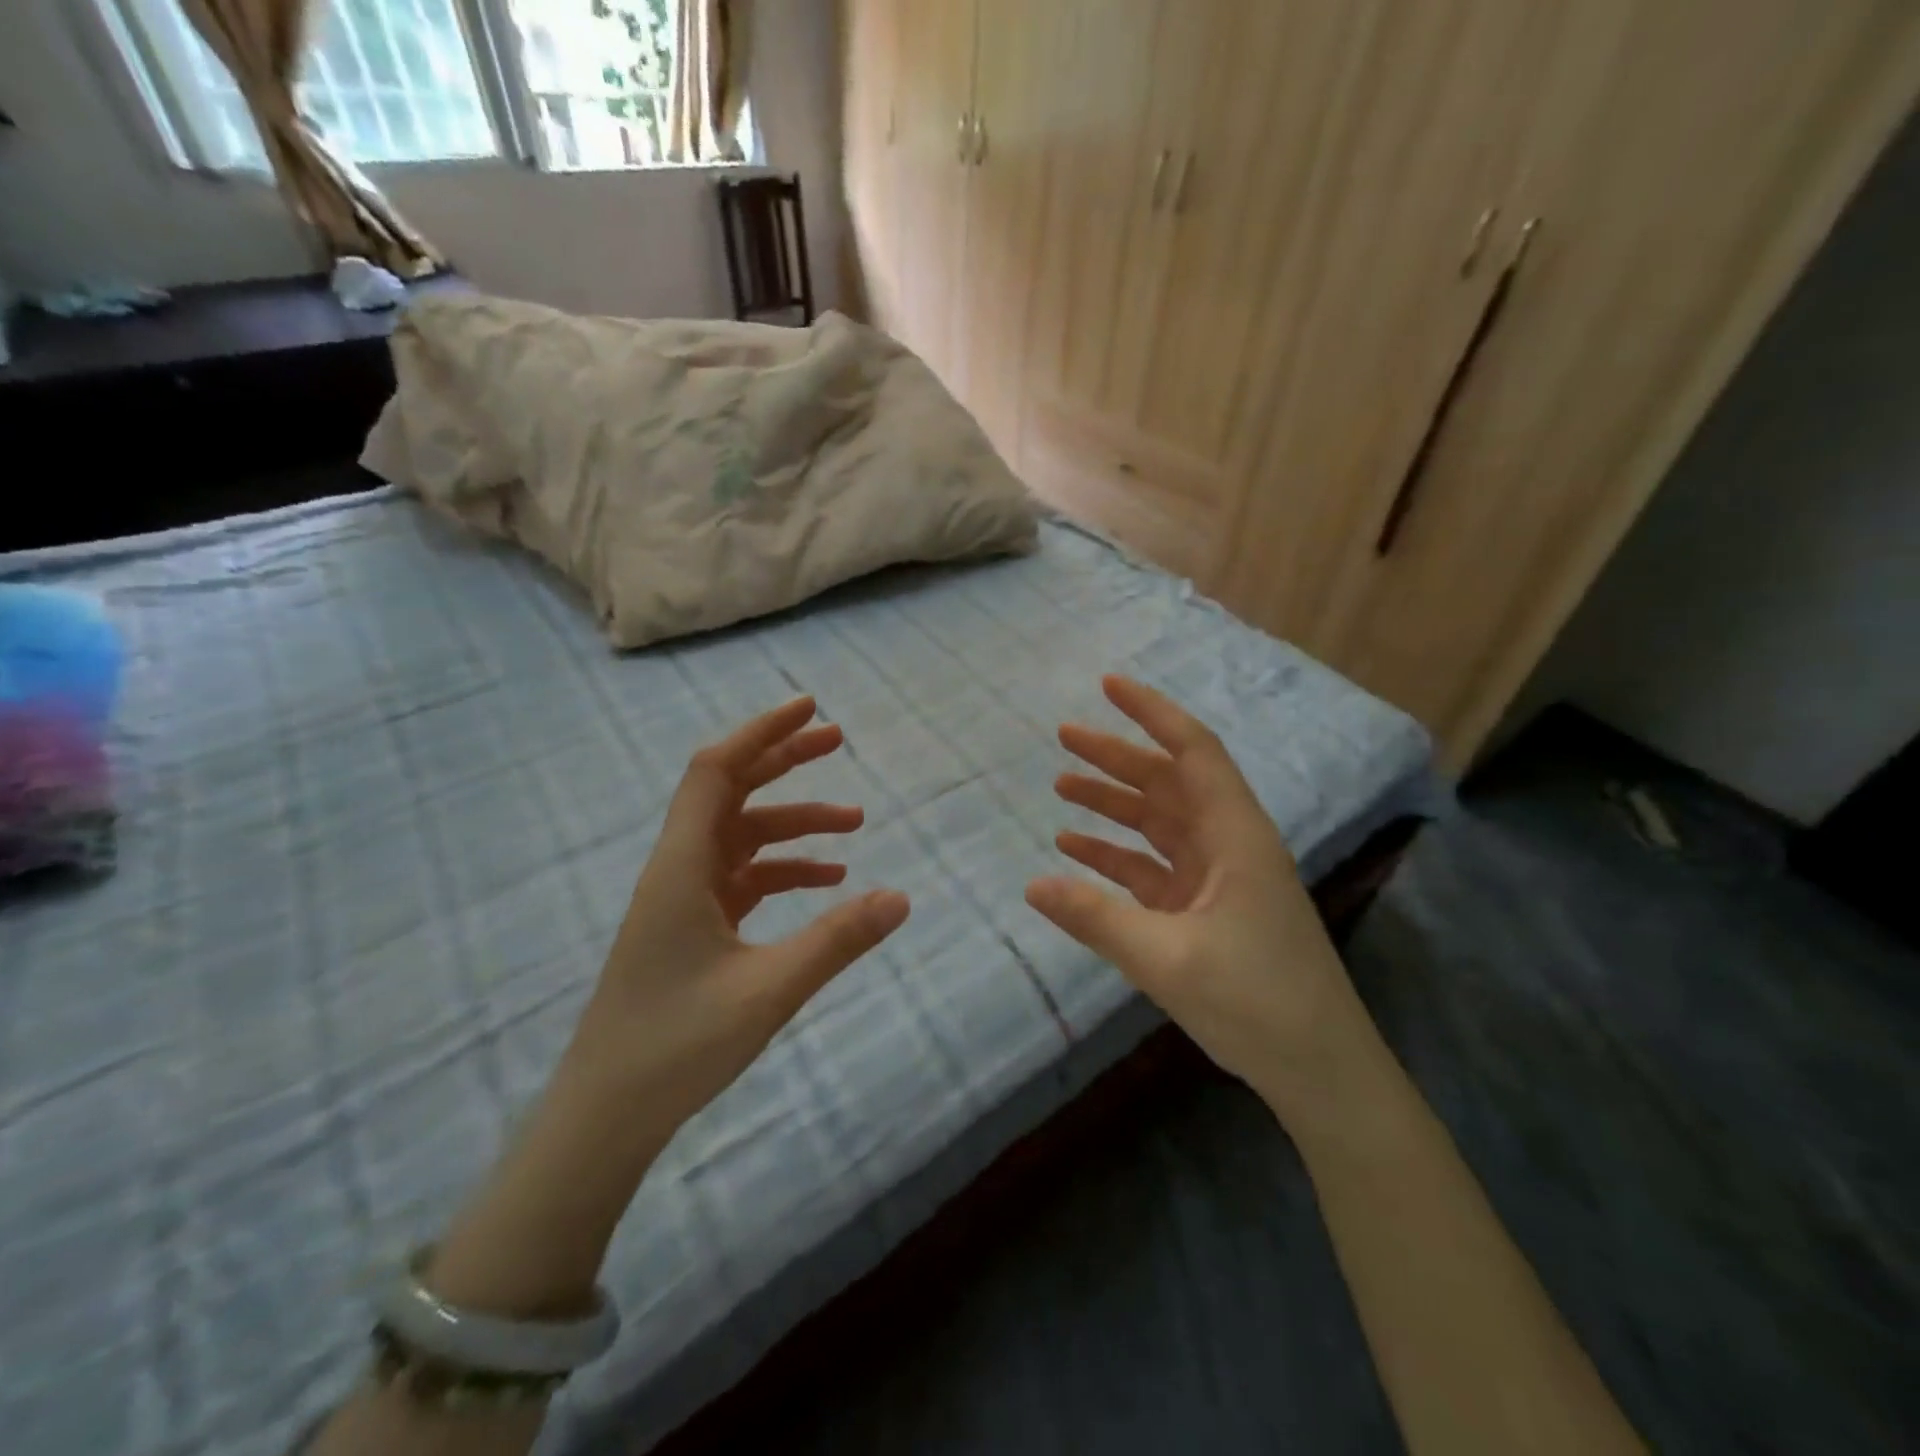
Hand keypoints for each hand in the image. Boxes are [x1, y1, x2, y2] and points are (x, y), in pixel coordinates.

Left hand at [426, 699, 907, 1319]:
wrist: (605, 1115)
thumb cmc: (676, 1046)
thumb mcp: (769, 990)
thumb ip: (837, 940)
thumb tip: (902, 897)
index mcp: (682, 866)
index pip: (717, 770)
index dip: (761, 731)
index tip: (810, 706)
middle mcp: (679, 869)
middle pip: (731, 791)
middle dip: (784, 761)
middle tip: (839, 741)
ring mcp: (684, 899)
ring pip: (742, 837)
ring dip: (794, 824)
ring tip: (855, 824)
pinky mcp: (693, 927)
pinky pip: (743, 878)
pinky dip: (783, 868)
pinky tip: (827, 881)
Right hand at [1025, 676, 1375, 1118]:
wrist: (1319, 1071)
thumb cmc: (1256, 1002)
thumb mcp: (1167, 958)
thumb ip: (1096, 918)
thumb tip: (1032, 886)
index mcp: (1235, 836)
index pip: (1193, 751)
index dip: (1152, 713)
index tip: (1108, 686)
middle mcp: (1228, 844)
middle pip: (1168, 782)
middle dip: (1117, 756)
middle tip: (1064, 736)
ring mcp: (1217, 879)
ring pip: (1158, 823)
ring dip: (1113, 804)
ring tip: (1060, 787)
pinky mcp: (1205, 911)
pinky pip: (1153, 869)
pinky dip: (1116, 856)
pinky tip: (1075, 851)